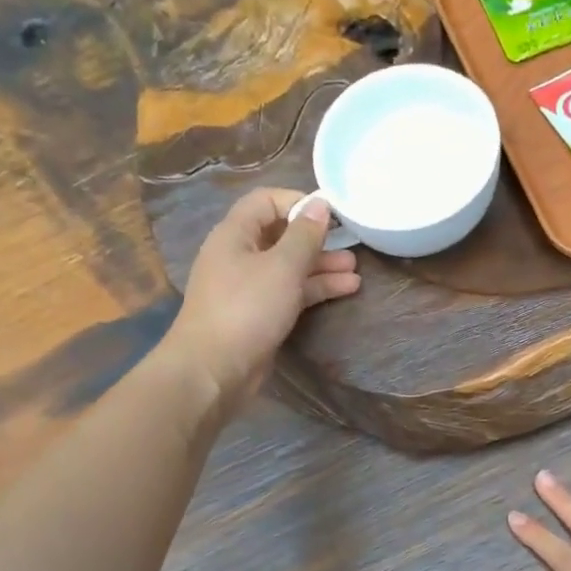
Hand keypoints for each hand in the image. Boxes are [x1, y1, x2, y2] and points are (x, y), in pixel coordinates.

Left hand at [167, 189, 360, 410]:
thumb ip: (304, 236)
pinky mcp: (258, 316)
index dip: (298, 202)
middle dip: (317, 242)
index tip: (332, 214)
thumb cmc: (247, 309)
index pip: (266, 201)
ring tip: (355, 274)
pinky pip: (289, 294)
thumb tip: (320, 204)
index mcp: (235, 234)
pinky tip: (343, 291)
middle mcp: (239, 256)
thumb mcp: (282, 267)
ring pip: (289, 269)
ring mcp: (248, 288)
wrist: (215, 369)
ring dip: (321, 269)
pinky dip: (313, 291)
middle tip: (351, 247)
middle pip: (281, 237)